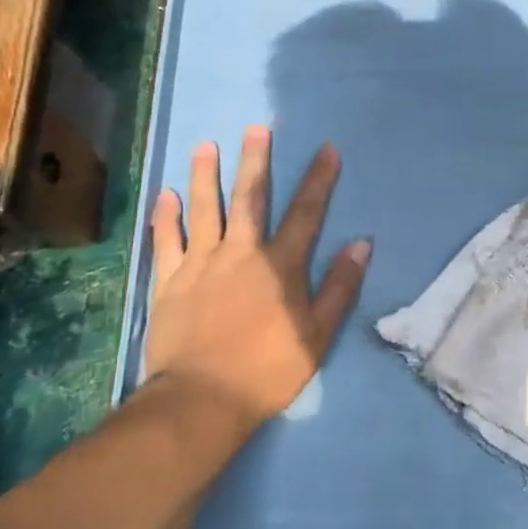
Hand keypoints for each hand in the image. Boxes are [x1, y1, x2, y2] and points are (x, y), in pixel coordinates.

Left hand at [144, 127, 369, 466]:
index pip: (306, 214)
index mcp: (280, 266)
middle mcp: (241, 254)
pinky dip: (166, 218)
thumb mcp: (317, 334)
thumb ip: (340, 287)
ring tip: (206, 146)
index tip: (327, 149)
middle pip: (250, 199)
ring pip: (205, 211)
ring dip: (206, 176)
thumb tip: (361, 244)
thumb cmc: (267, 370)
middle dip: (256, 161)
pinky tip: (166, 195)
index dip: (318, 180)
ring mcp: (201, 265)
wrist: (202, 401)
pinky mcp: (169, 283)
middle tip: (256, 128)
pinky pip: (167, 243)